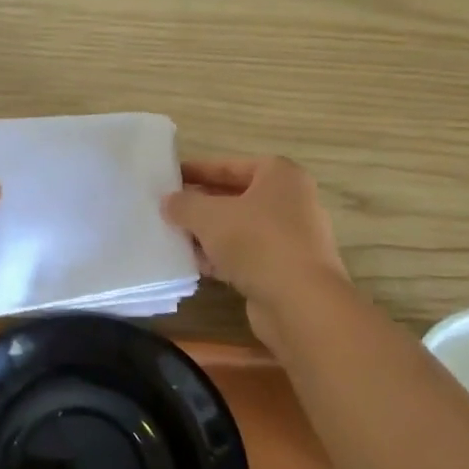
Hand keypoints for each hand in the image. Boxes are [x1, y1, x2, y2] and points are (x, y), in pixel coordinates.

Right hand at [162, 156, 348, 344]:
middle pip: (236, 197)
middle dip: (202, 205)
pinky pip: (247, 256)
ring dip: (209, 234)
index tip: (169, 178)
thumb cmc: (257, 242)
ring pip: (240, 229)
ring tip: (175, 237)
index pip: (230, 165)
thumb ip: (184, 204)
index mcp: (280, 176)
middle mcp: (291, 202)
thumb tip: (169, 202)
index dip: (198, 170)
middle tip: (168, 209)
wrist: (300, 302)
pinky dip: (223, 258)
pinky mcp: (285, 270)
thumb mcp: (209, 216)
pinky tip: (196, 264)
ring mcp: (291, 238)